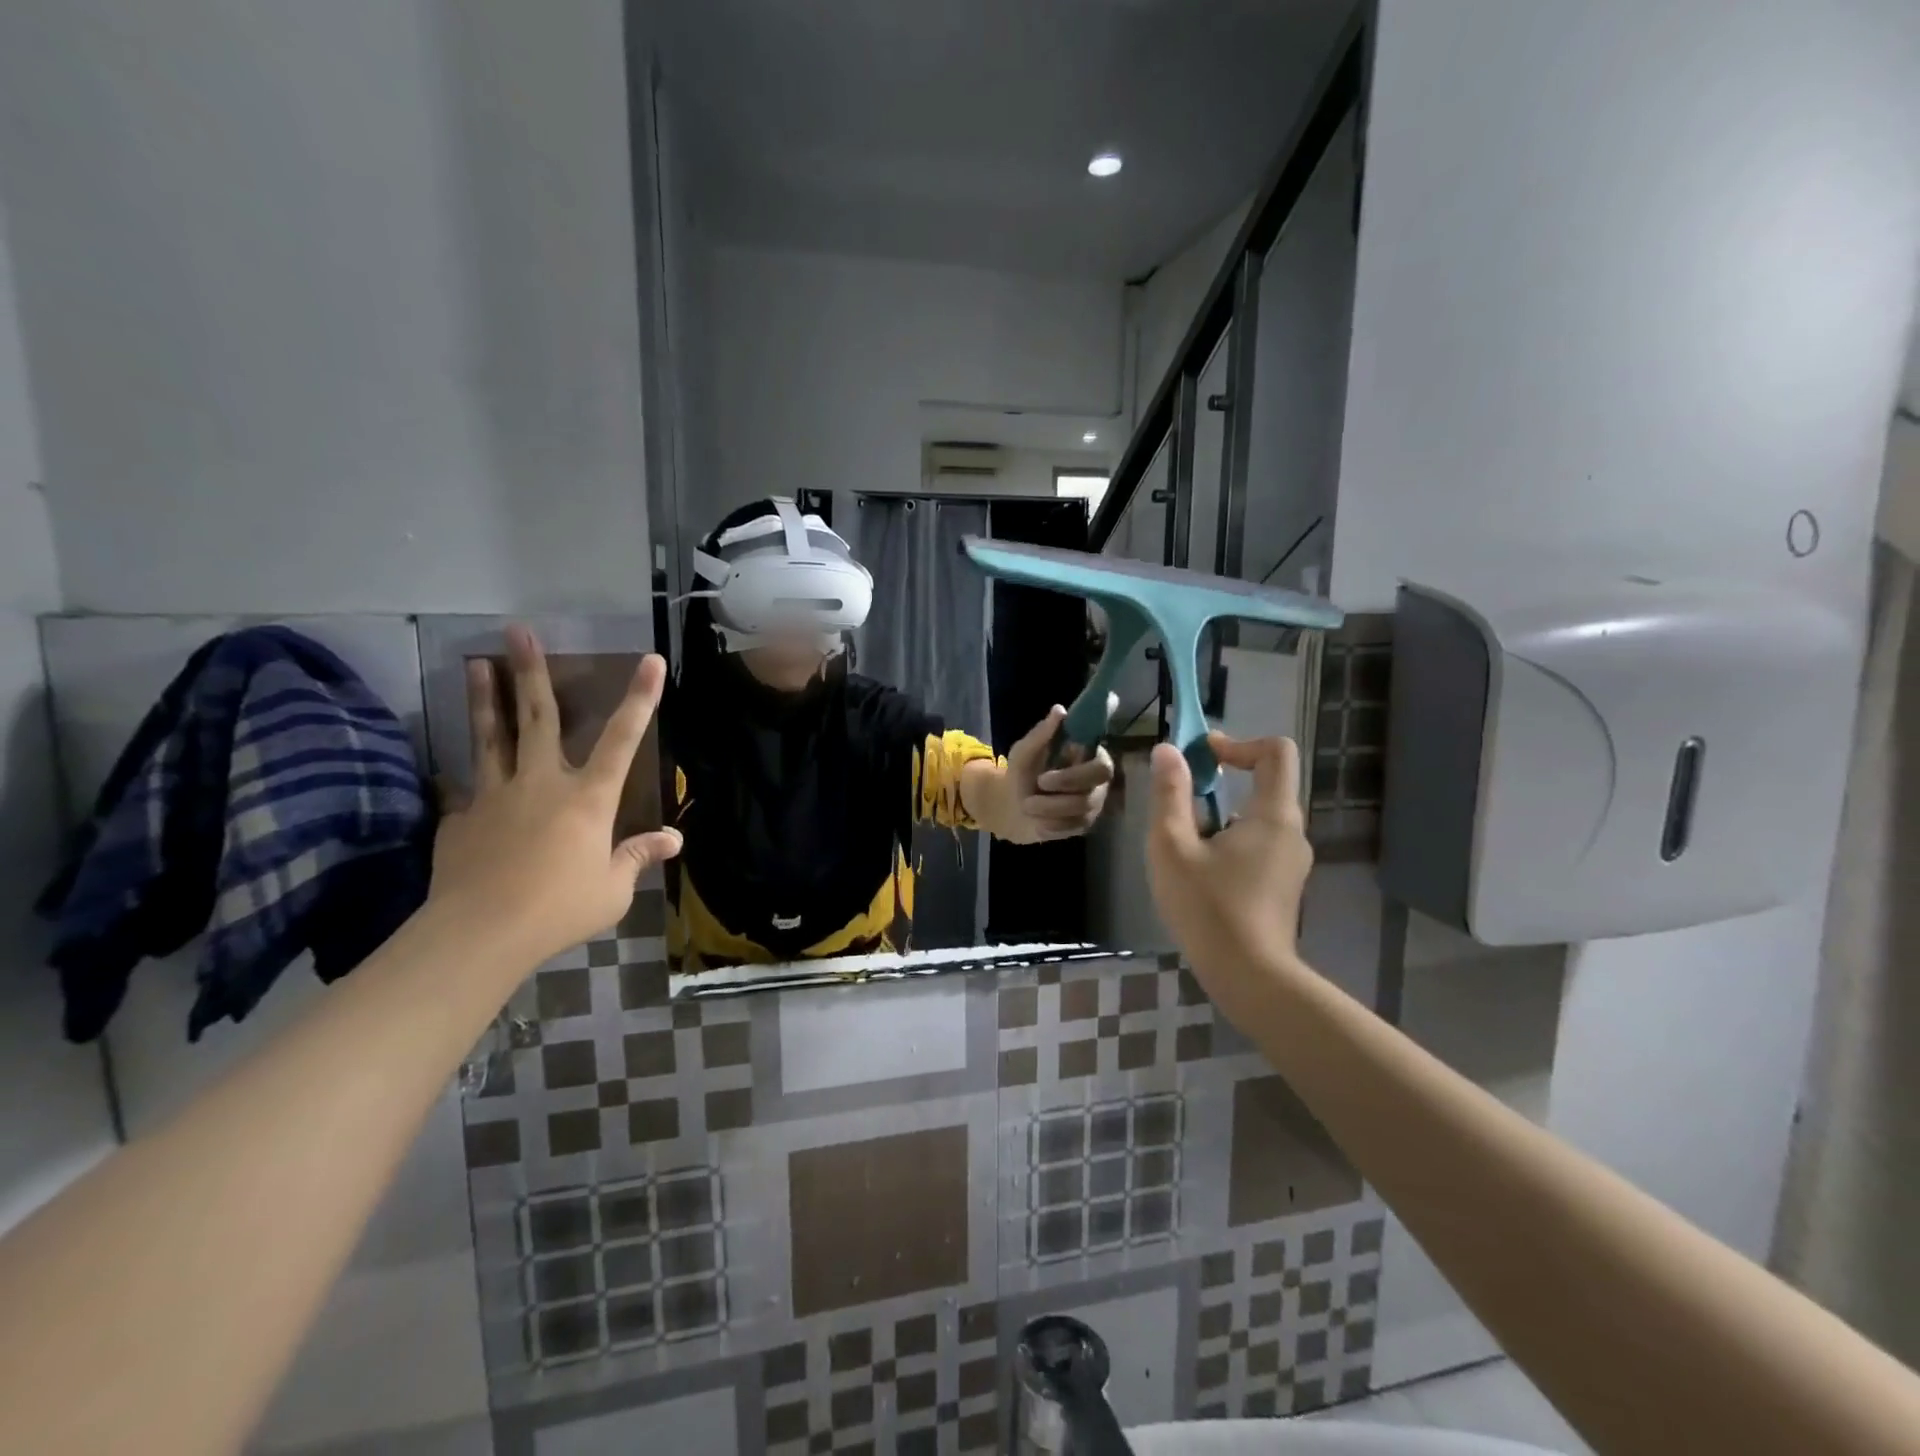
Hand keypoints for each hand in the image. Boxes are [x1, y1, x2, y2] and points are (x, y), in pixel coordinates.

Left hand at [430, 626, 681, 962]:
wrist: (479, 934)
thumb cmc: (560, 909)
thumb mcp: (612, 889)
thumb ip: (637, 857)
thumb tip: (674, 840)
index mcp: (588, 799)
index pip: (622, 739)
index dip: (640, 698)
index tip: (651, 660)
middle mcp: (542, 783)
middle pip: (538, 717)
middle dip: (531, 671)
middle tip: (517, 630)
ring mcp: (495, 796)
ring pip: (491, 737)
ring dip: (486, 697)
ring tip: (477, 662)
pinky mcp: (460, 818)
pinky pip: (466, 792)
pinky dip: (466, 782)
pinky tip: (459, 780)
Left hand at [995, 705, 1115, 842]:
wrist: (1011, 807)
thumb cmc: (1022, 773)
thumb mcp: (1024, 752)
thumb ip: (1041, 734)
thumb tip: (1059, 710)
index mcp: (1087, 757)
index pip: (1102, 763)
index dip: (1081, 770)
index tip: (1052, 771)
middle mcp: (1097, 781)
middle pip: (1095, 787)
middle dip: (1066, 786)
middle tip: (1039, 783)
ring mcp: (1093, 804)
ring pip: (1081, 809)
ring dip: (1049, 807)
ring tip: (1027, 805)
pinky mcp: (1085, 825)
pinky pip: (1073, 827)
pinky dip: (1051, 824)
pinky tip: (1037, 821)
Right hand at [1146, 733, 1312, 1000]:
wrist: (1249, 978)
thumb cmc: (1208, 907)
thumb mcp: (1173, 846)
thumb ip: (1170, 794)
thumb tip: (1168, 751)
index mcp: (1274, 815)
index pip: (1275, 752)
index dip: (1238, 743)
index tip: (1201, 757)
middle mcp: (1292, 833)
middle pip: (1264, 785)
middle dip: (1219, 782)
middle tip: (1177, 801)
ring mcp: (1291, 863)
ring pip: (1256, 818)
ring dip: (1219, 816)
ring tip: (1181, 844)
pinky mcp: (1282, 886)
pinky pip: (1257, 845)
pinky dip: (1228, 841)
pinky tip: (1198, 873)